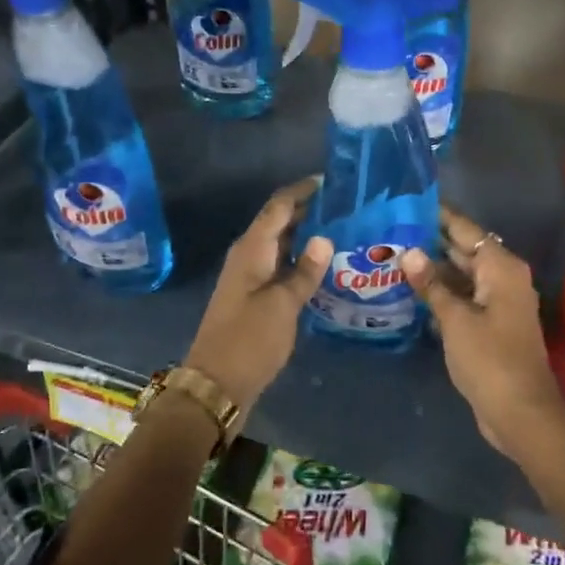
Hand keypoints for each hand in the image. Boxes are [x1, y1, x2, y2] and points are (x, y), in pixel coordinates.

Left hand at [185, 177, 332, 410]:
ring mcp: (251, 277)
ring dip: (307, 236)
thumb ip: (305, 271)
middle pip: (280, 222)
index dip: (303, 190)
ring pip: (282, 244)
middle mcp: (249, 255)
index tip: (333, 180)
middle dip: (310, 210)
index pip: (279, 205)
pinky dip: (301, 261)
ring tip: (344, 230)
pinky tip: (325, 266)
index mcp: (252, 248)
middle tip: (348, 206)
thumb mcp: (282, 305)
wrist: (216, 384)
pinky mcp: (255, 297)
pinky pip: (281, 266)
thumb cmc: (249, 340)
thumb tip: (324, 237)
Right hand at [402, 207, 564, 458]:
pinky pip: (463, 296)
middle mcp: (502, 278)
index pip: (465, 229)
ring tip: (393, 253)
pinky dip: (441, 291)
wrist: (520, 412)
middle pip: (463, 249)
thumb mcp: (455, 319)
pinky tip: (411, 289)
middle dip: (431, 240)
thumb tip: (409, 252)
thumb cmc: (490, 360)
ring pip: (461, 274)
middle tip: (391, 227)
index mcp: (500, 267)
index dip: (438, 214)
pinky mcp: (490, 323)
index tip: (408, 201)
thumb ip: (431, 284)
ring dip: (433, 267)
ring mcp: (497, 302)